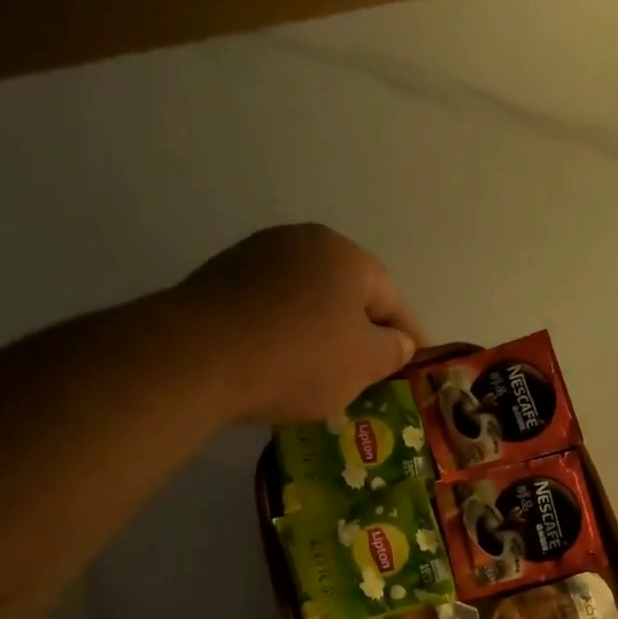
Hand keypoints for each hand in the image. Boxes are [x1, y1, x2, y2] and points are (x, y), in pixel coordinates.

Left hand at [169, 224, 426, 422]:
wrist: (201, 357)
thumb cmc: (300, 358)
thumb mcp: (363, 363)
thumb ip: (391, 350)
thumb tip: (398, 341)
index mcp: (345, 255)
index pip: (393, 299)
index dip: (410, 337)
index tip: (416, 366)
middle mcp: (302, 242)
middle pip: (349, 295)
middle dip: (364, 334)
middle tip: (373, 374)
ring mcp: (257, 257)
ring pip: (310, 302)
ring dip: (325, 335)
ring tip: (329, 376)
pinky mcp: (223, 280)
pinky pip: (274, 311)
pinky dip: (289, 336)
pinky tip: (286, 366)